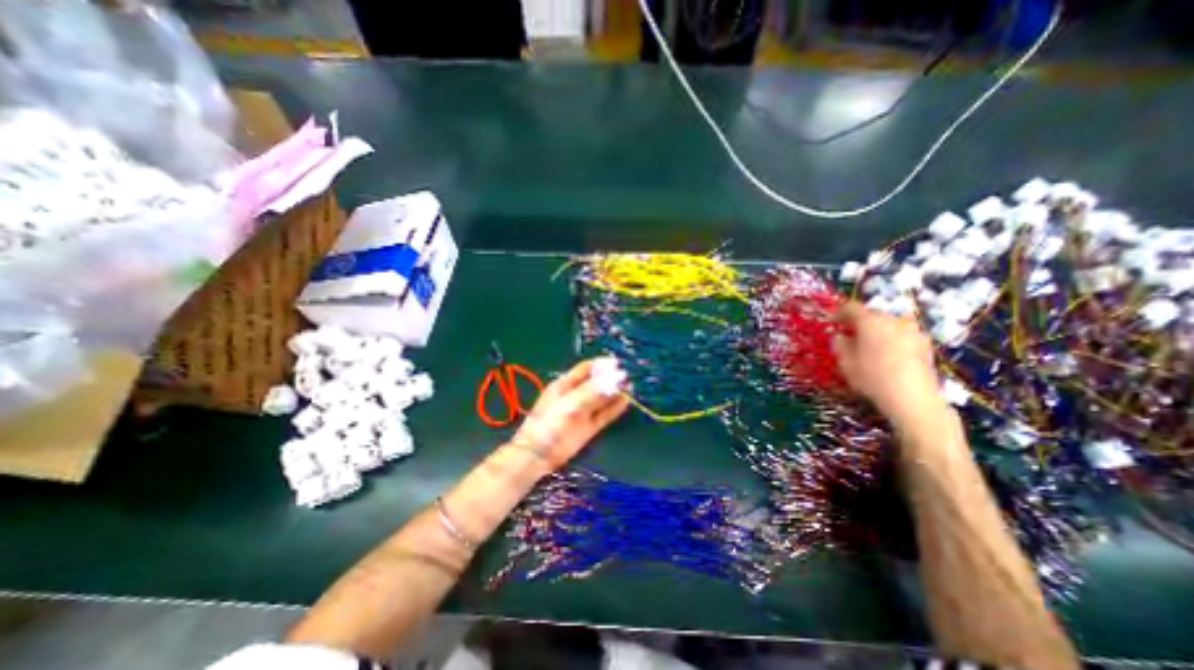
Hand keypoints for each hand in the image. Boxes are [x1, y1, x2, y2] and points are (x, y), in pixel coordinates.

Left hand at [506, 362, 628, 470]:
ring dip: (615, 392)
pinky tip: (626, 401)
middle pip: (596, 383)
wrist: (538, 455)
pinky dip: (615, 408)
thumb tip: (615, 377)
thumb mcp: (570, 404)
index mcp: (565, 385)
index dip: (601, 365)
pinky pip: (604, 414)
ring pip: (602, 398)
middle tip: (627, 376)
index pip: (586, 369)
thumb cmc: (550, 423)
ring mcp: (583, 412)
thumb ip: (592, 391)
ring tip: (630, 386)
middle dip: (611, 378)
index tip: (618, 363)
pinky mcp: (588, 427)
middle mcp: (575, 395)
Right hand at [833, 300, 942, 423]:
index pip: (851, 308)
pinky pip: (902, 336)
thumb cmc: (871, 377)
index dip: (839, 313)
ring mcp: (913, 331)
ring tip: (870, 347)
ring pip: (889, 325)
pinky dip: (892, 341)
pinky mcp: (926, 345)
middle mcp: (894, 320)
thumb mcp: (845, 361)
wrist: (912, 398)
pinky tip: (887, 356)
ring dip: (878, 332)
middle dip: (860, 323)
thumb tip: (841, 336)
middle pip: (872, 315)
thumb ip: (840, 344)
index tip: (832, 322)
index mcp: (871, 321)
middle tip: (850, 336)